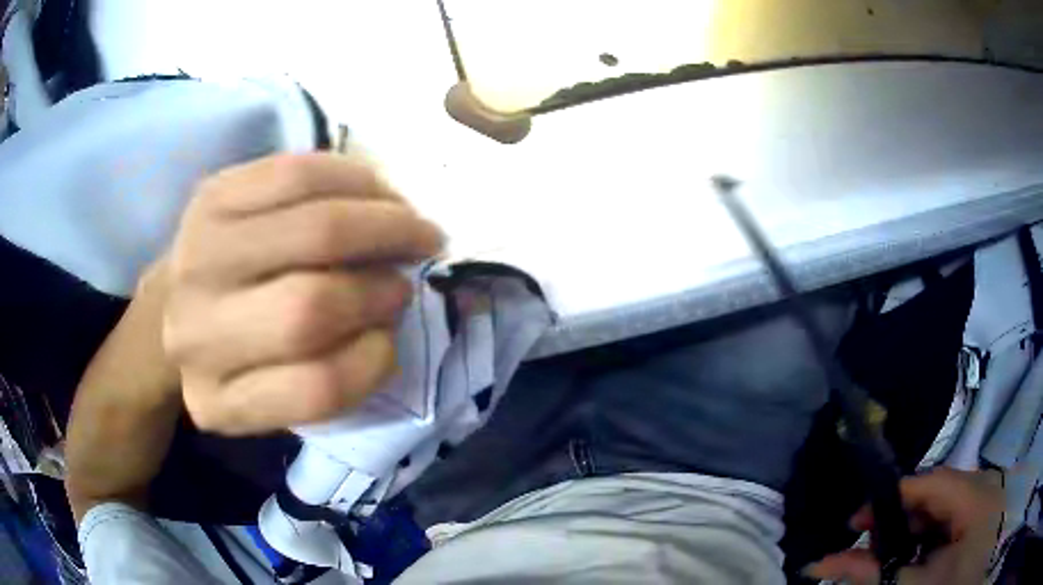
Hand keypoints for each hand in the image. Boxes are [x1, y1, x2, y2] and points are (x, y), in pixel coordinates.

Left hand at [163, 153, 443, 434]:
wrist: (172, 306)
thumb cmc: (236, 353)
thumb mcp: (273, 395)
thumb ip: (333, 373)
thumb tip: (397, 300)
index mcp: (221, 401)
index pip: (317, 390)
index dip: (375, 359)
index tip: (391, 336)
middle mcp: (198, 334)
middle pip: (309, 309)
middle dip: (380, 286)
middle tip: (408, 274)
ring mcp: (198, 256)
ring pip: (313, 229)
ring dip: (382, 223)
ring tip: (406, 225)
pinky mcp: (209, 196)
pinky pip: (296, 174)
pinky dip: (352, 178)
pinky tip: (373, 190)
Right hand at [806, 467, 1002, 584]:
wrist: (972, 583)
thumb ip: (873, 575)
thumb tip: (822, 564)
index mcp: (975, 496)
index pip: (930, 481)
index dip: (891, 496)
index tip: (854, 523)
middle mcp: (983, 487)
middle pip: (935, 492)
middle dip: (899, 519)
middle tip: (869, 549)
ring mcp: (986, 499)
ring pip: (942, 506)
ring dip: (913, 531)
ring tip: (890, 558)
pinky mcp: (984, 512)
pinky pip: (952, 517)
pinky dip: (929, 537)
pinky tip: (917, 558)